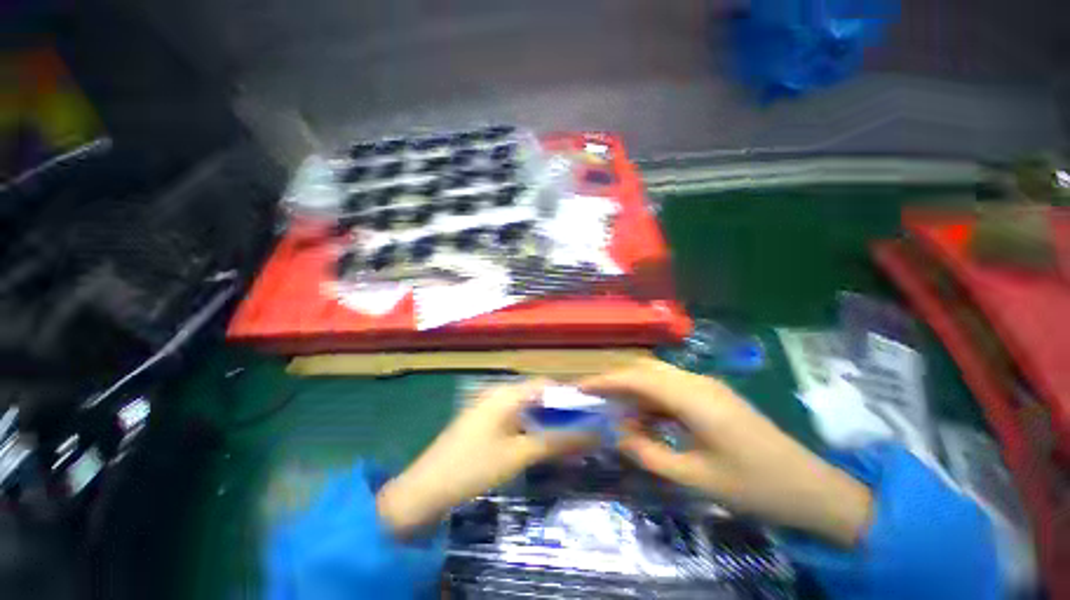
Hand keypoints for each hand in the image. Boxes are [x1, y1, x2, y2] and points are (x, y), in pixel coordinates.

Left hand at [377, 380, 592, 537]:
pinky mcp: (483, 423)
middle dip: (560, 413)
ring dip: (546, 422)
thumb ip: (557, 441)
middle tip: (581, 433)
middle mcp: (498, 394)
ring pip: (527, 409)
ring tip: (566, 442)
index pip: (546, 385)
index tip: (589, 415)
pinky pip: (514, 419)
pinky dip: (531, 429)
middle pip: (537, 396)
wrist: (424, 490)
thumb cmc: (474, 467)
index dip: (569, 397)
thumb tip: (594, 434)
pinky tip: (539, 446)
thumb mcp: (519, 454)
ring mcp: (489, 408)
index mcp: (506, 394)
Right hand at [581, 358, 871, 547]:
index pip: (637, 378)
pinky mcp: (713, 396)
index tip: (581, 388)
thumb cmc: (755, 487)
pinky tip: (648, 420)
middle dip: (617, 382)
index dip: (606, 381)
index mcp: (693, 398)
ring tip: (618, 415)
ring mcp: (708, 387)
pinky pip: (673, 390)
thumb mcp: (695, 478)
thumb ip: (649, 454)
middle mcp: (697, 383)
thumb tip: (618, 435)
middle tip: (596, 400)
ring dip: (636, 392)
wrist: (812, 489)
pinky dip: (653, 401)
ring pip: (659, 378)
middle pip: (646, 370)